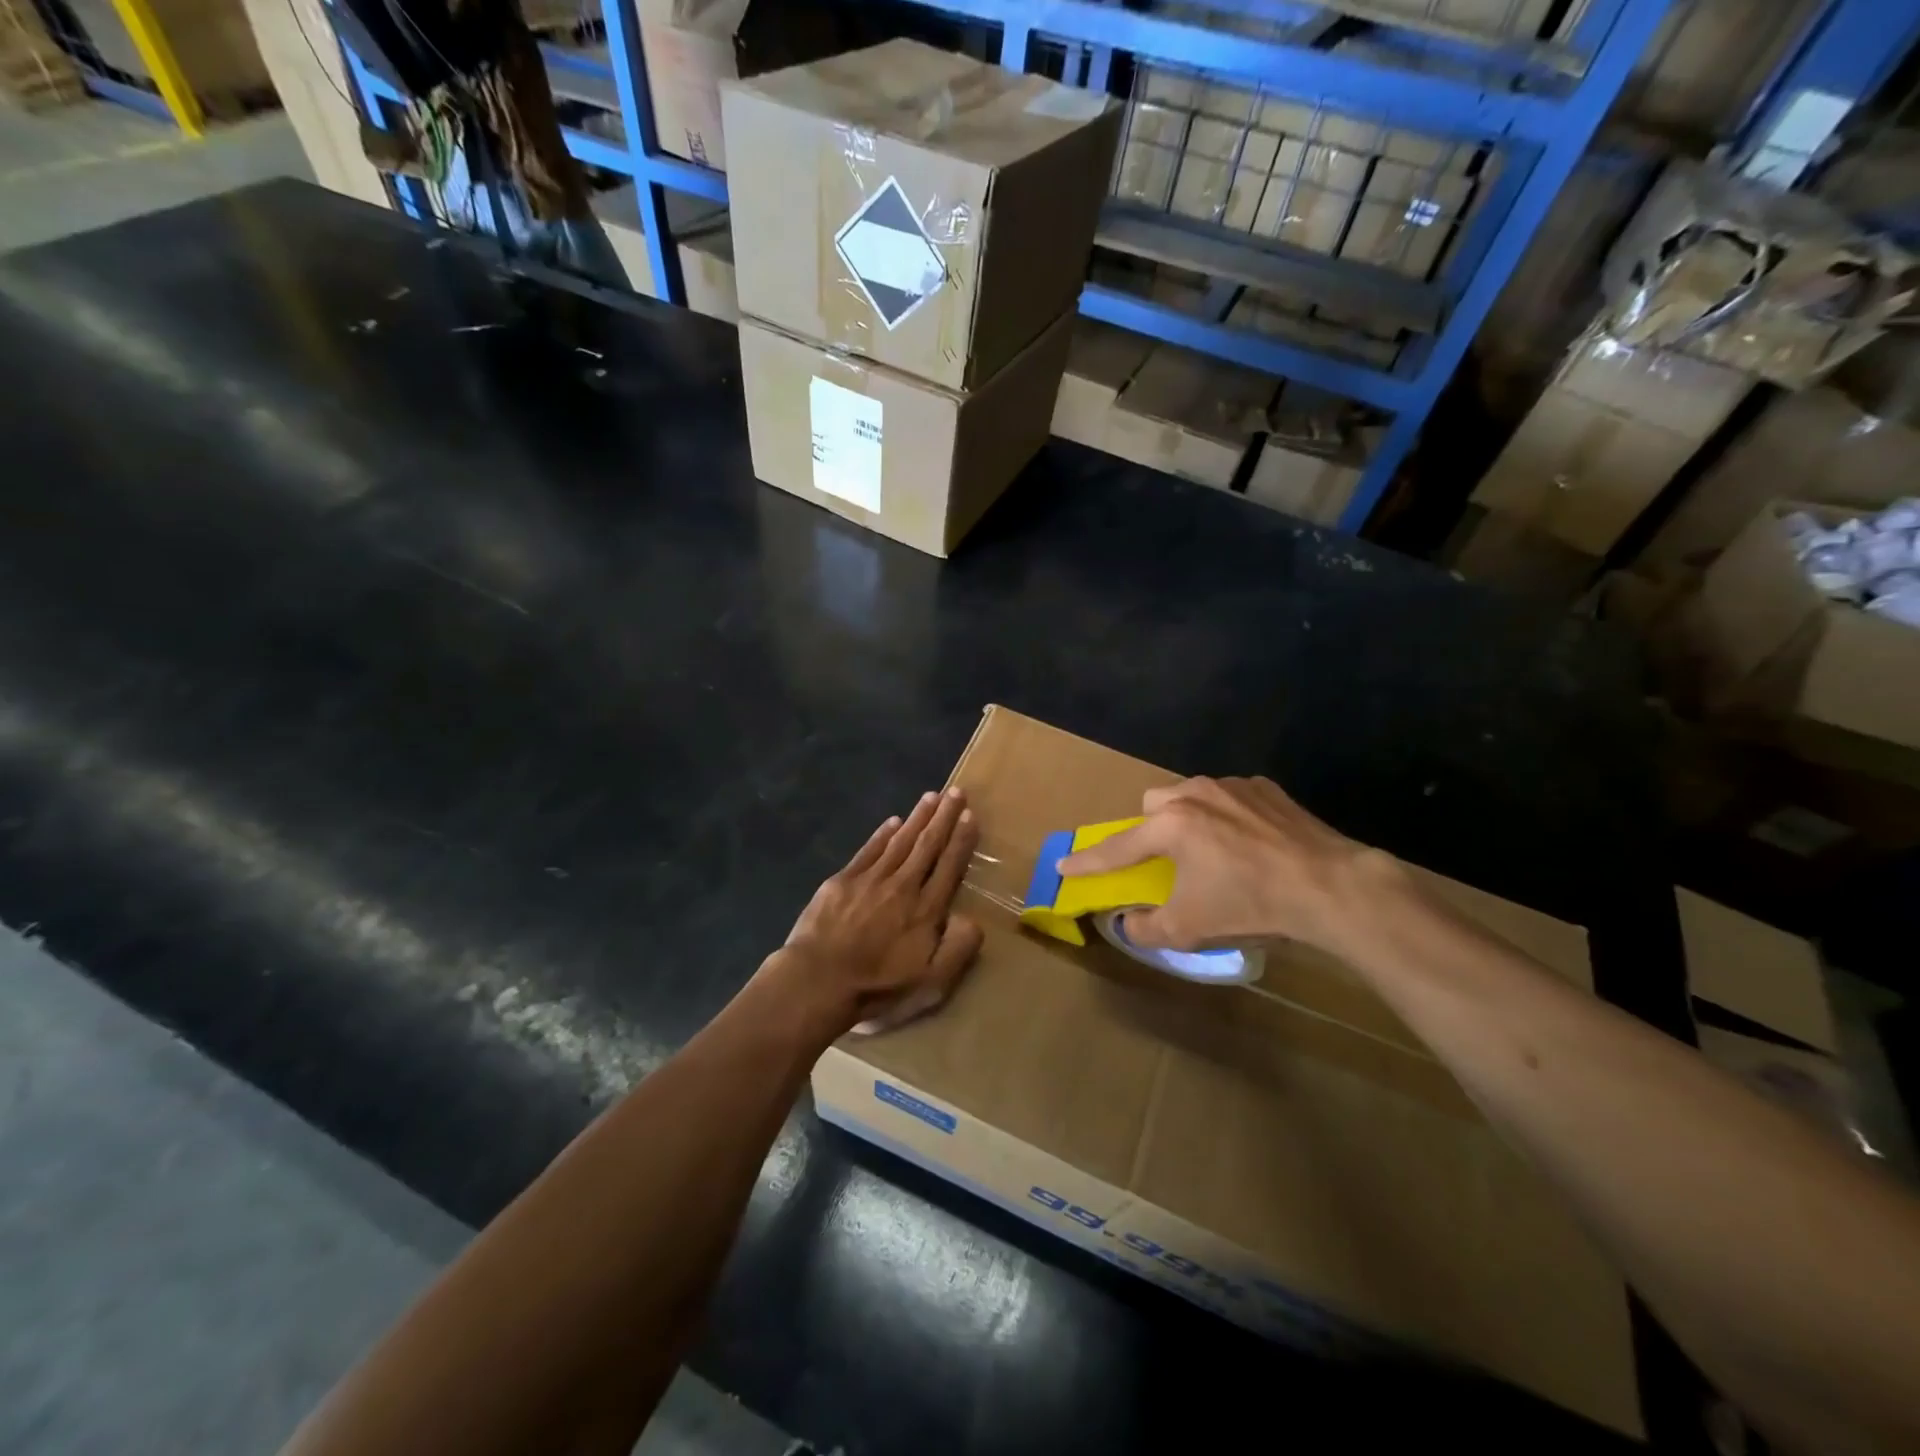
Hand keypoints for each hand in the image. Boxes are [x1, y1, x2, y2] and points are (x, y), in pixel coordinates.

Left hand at [776, 787, 983, 1034]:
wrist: (818, 981)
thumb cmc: (877, 988)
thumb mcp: (930, 984)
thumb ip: (957, 950)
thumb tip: (974, 920)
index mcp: (926, 910)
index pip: (949, 866)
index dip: (961, 840)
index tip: (970, 816)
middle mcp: (903, 886)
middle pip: (927, 845)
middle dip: (944, 817)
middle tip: (956, 792)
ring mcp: (870, 880)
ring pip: (900, 841)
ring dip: (917, 817)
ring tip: (931, 797)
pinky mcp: (842, 881)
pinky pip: (869, 850)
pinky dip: (882, 833)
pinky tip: (892, 821)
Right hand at [1057, 776, 1381, 954]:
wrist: (1330, 886)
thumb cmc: (1250, 904)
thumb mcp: (1190, 929)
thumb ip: (1146, 929)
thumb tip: (1128, 923)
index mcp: (1171, 826)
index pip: (1117, 847)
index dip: (1088, 861)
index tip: (1064, 865)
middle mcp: (1195, 794)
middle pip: (1153, 804)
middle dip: (1150, 829)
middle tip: (1167, 860)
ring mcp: (1233, 786)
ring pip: (1192, 794)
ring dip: (1189, 819)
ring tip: (1214, 851)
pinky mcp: (1266, 788)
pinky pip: (1229, 797)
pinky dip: (1227, 816)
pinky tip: (1250, 843)